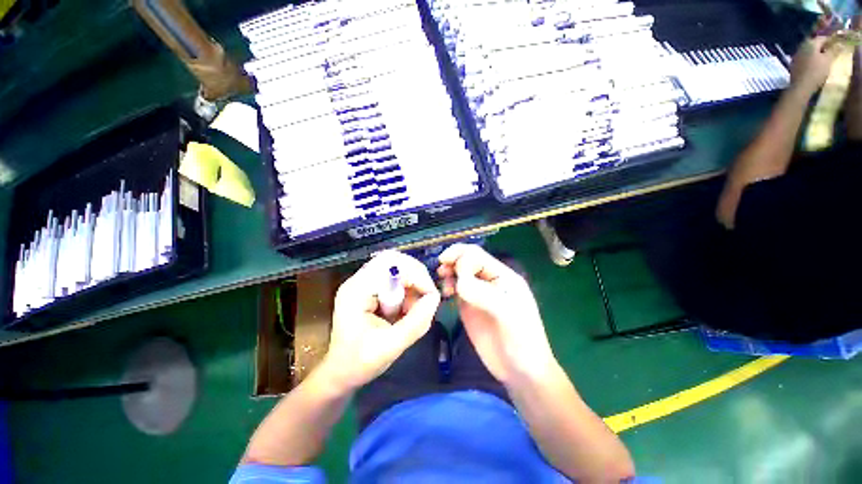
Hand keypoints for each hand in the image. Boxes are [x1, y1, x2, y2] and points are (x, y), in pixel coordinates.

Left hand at [321, 251, 440, 391]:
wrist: (340, 373)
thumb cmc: (359, 363)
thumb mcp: (390, 347)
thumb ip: (415, 323)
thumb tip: (435, 298)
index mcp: (356, 291)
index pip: (390, 264)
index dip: (415, 275)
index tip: (429, 295)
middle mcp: (359, 280)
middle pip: (394, 260)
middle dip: (416, 277)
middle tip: (425, 298)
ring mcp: (363, 283)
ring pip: (397, 267)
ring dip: (412, 284)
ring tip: (412, 309)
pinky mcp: (370, 288)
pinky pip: (395, 278)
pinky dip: (407, 290)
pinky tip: (405, 309)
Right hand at [437, 244, 555, 385]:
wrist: (520, 371)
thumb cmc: (521, 340)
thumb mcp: (507, 314)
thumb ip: (483, 294)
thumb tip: (459, 281)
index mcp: (503, 276)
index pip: (478, 256)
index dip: (461, 258)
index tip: (449, 270)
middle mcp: (489, 280)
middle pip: (467, 261)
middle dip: (453, 261)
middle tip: (441, 271)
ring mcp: (478, 293)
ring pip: (460, 273)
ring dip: (449, 272)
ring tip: (441, 280)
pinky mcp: (469, 306)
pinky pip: (456, 288)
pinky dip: (448, 285)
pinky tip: (445, 293)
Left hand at [790, 36, 838, 95]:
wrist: (801, 86)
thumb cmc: (816, 72)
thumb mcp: (828, 60)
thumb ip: (833, 51)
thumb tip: (840, 44)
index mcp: (810, 43)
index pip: (822, 38)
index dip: (830, 41)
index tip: (836, 45)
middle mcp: (801, 47)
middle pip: (814, 44)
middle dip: (823, 47)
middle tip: (830, 53)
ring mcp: (796, 56)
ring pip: (809, 51)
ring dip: (816, 54)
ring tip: (824, 59)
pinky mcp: (794, 64)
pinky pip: (804, 59)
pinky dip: (810, 60)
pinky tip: (815, 65)